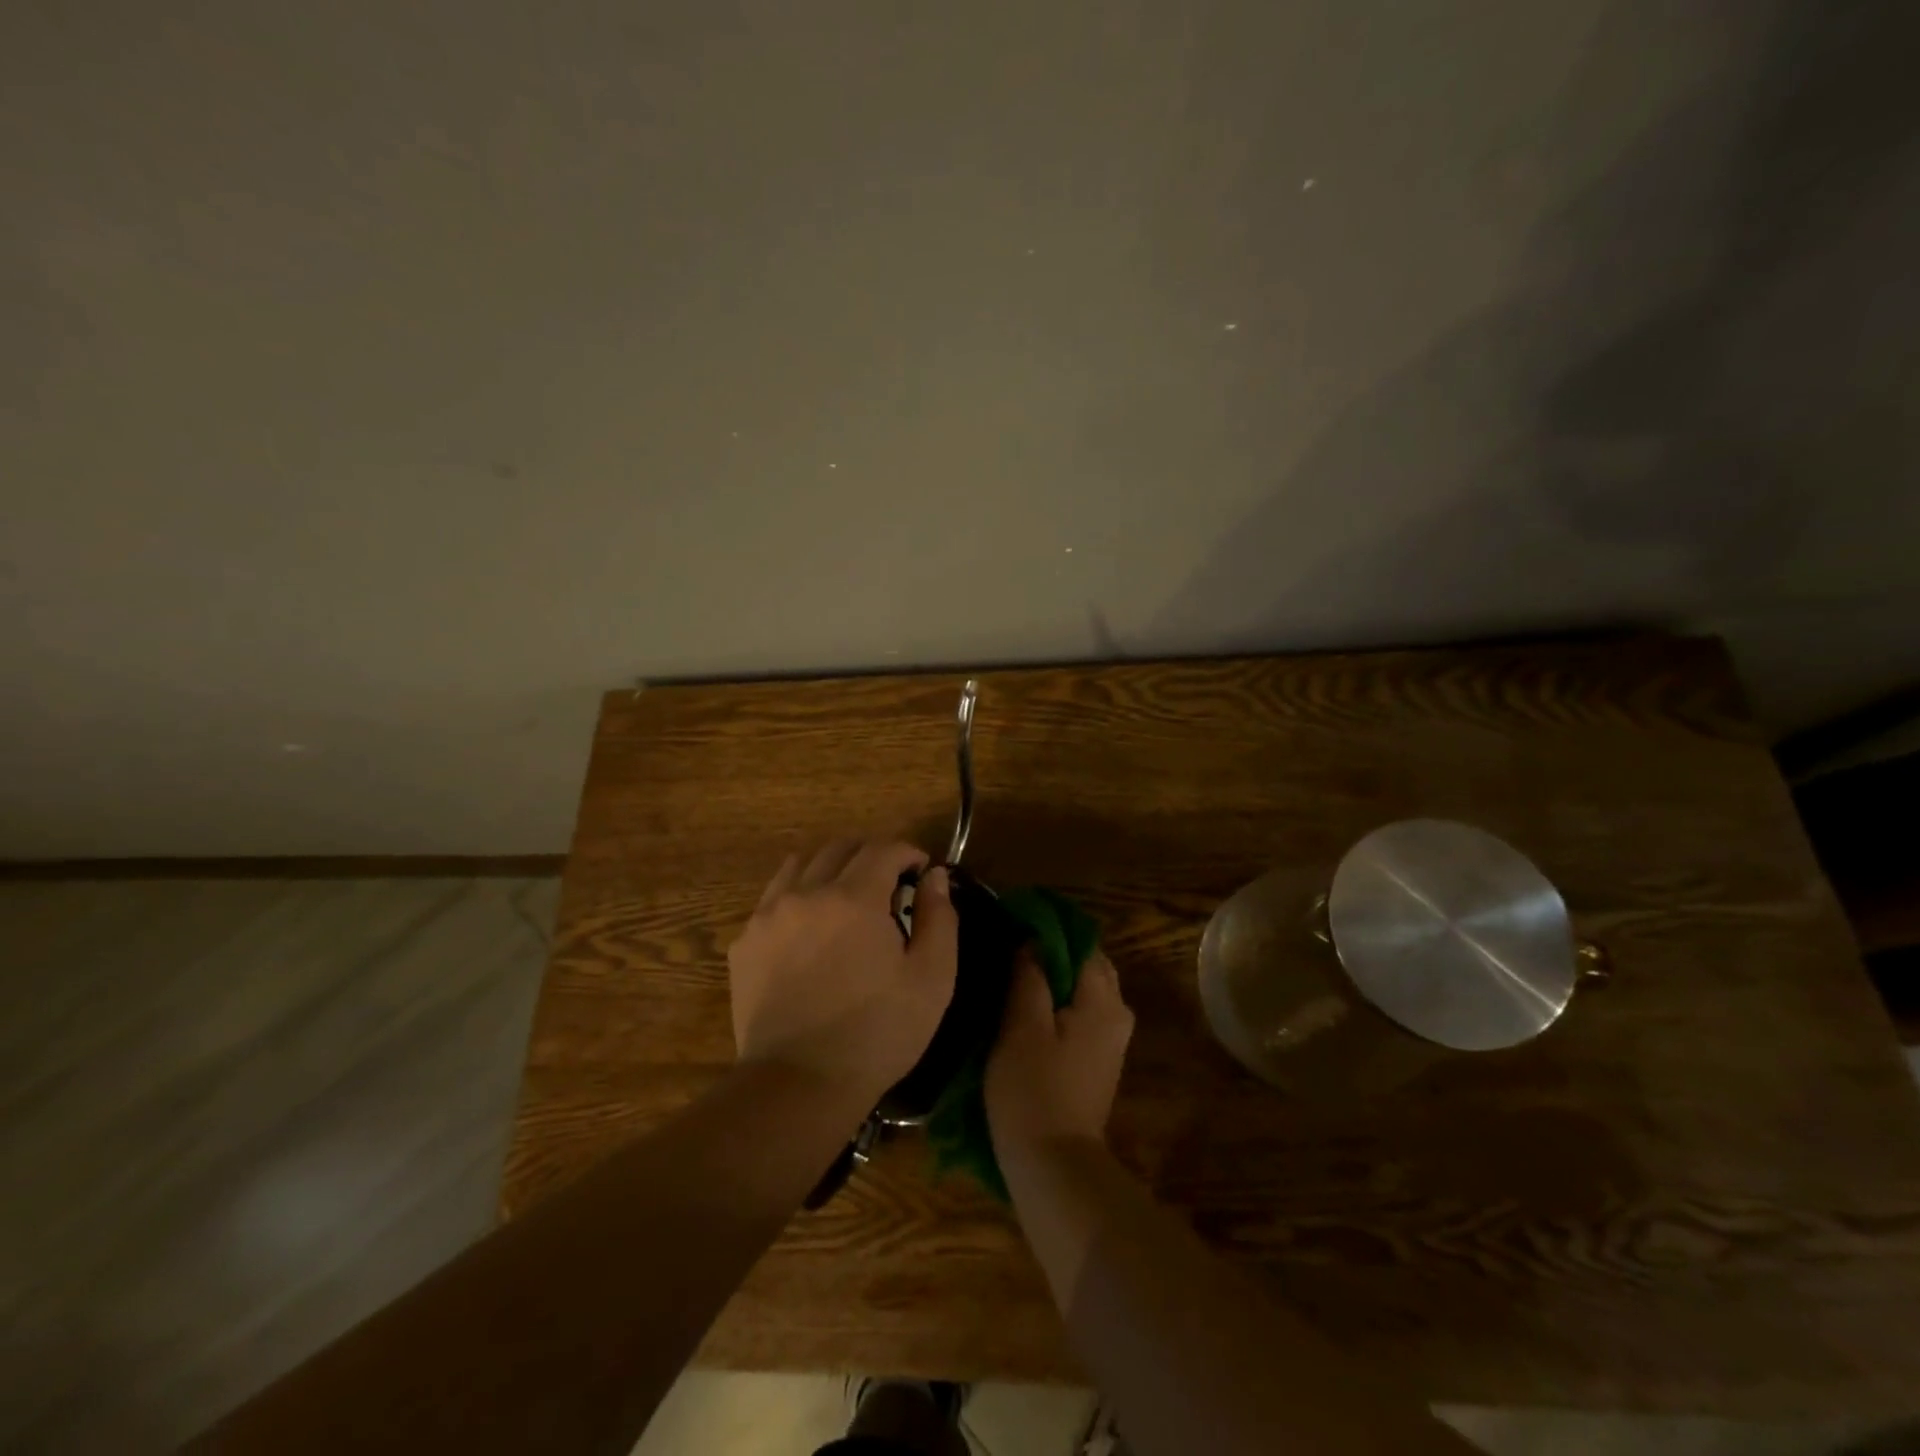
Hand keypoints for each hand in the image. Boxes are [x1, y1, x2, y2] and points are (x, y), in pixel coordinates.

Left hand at [727, 840, 957, 1104]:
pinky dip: (798, 896)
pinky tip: (810, 930)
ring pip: (801, 864)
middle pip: (840, 847)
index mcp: (854, 898)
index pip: (883, 848)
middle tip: (889, 885)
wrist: (799, 1084)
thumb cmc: (877, 1033)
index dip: (908, 853)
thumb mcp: (931, 979)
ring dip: (830, 868)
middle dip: (871, 856)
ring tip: (846, 899)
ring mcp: (768, 915)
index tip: (921, 872)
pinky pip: (773, 897)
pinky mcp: (745, 942)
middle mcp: (806, 892)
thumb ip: (939, 918)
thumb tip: (935, 877)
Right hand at [985, 946, 1133, 1156]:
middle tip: (1010, 950)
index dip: (1048, 930)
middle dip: (1052, 953)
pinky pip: (1080, 1013)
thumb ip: (1029, 976)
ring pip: (1083, 989)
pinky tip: (1026, 1009)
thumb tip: (1032, 940)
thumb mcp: (1021, 1026)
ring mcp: (1111, 1039)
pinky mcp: (1098, 1060)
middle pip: (1086, 964)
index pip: (1082, 942)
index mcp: (1103, 1000)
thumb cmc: (1033, 1091)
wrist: (1053, 1168)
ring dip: (1053, 979)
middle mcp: (1117, 1013)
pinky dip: (1057, 1003)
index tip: (1014, 925)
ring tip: (1012, 976)